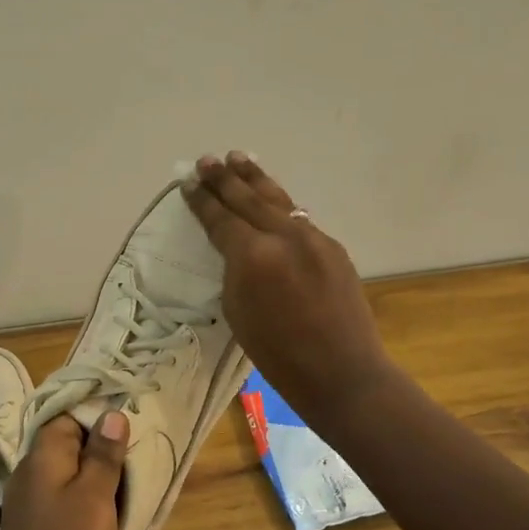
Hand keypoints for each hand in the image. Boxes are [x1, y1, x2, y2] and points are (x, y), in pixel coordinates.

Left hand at [0, 411, 127, 529]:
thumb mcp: (94, 499)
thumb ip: (102, 455)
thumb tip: (111, 415)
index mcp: (39, 461)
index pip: (66, 418)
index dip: (97, 417)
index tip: (133, 421)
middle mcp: (29, 478)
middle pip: (67, 446)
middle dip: (102, 446)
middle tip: (141, 451)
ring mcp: (30, 509)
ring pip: (68, 477)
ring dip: (98, 477)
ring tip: (135, 479)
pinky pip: (66, 504)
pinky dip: (89, 503)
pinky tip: (113, 513)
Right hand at [183, 152, 397, 428]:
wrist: (341, 371)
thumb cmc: (277, 354)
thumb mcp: (237, 311)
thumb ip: (234, 270)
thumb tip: (237, 248)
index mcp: (253, 256)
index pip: (220, 218)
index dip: (202, 200)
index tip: (187, 182)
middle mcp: (284, 236)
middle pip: (248, 199)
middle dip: (225, 179)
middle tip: (207, 161)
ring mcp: (313, 237)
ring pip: (278, 200)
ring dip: (255, 179)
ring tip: (238, 158)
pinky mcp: (333, 247)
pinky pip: (299, 217)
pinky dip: (280, 204)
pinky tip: (272, 198)